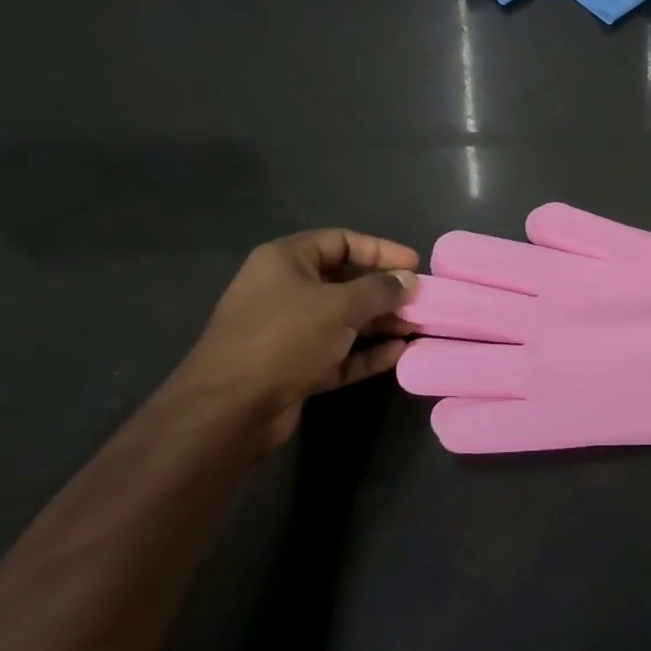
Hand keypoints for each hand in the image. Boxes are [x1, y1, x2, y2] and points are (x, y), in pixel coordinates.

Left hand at [168, 229, 419, 449]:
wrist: (230, 408)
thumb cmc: (285, 337)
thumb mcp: (340, 306)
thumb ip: (380, 290)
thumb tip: (410, 281)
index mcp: (286, 261)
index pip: (341, 241)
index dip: (380, 250)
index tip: (414, 264)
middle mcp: (285, 290)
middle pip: (344, 282)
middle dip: (384, 291)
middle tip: (421, 300)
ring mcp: (288, 331)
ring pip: (343, 320)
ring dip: (380, 324)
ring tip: (417, 328)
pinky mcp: (294, 367)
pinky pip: (338, 352)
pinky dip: (365, 353)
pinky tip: (398, 354)